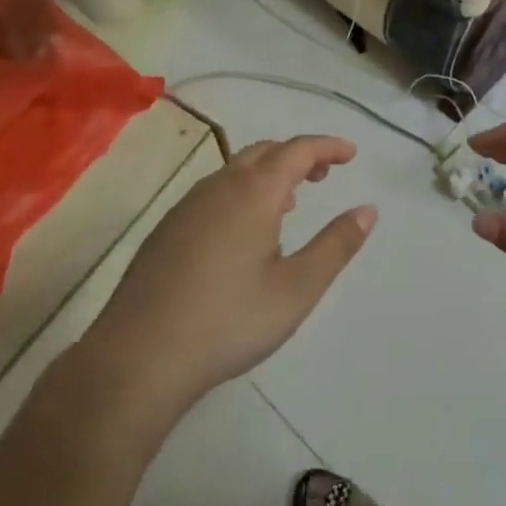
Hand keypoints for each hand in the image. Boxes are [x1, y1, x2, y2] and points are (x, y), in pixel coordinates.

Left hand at [74, 137, 376, 418]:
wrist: (137, 359)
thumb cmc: (228, 322)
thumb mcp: (296, 289)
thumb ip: (336, 245)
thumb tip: (368, 209)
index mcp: (254, 192)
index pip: (298, 149)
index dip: (327, 146)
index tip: (351, 154)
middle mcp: (219, 186)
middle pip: (265, 151)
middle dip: (298, 155)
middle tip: (323, 175)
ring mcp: (186, 206)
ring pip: (235, 170)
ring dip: (268, 174)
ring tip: (288, 203)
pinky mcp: (165, 229)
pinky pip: (213, 191)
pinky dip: (241, 192)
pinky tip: (243, 233)